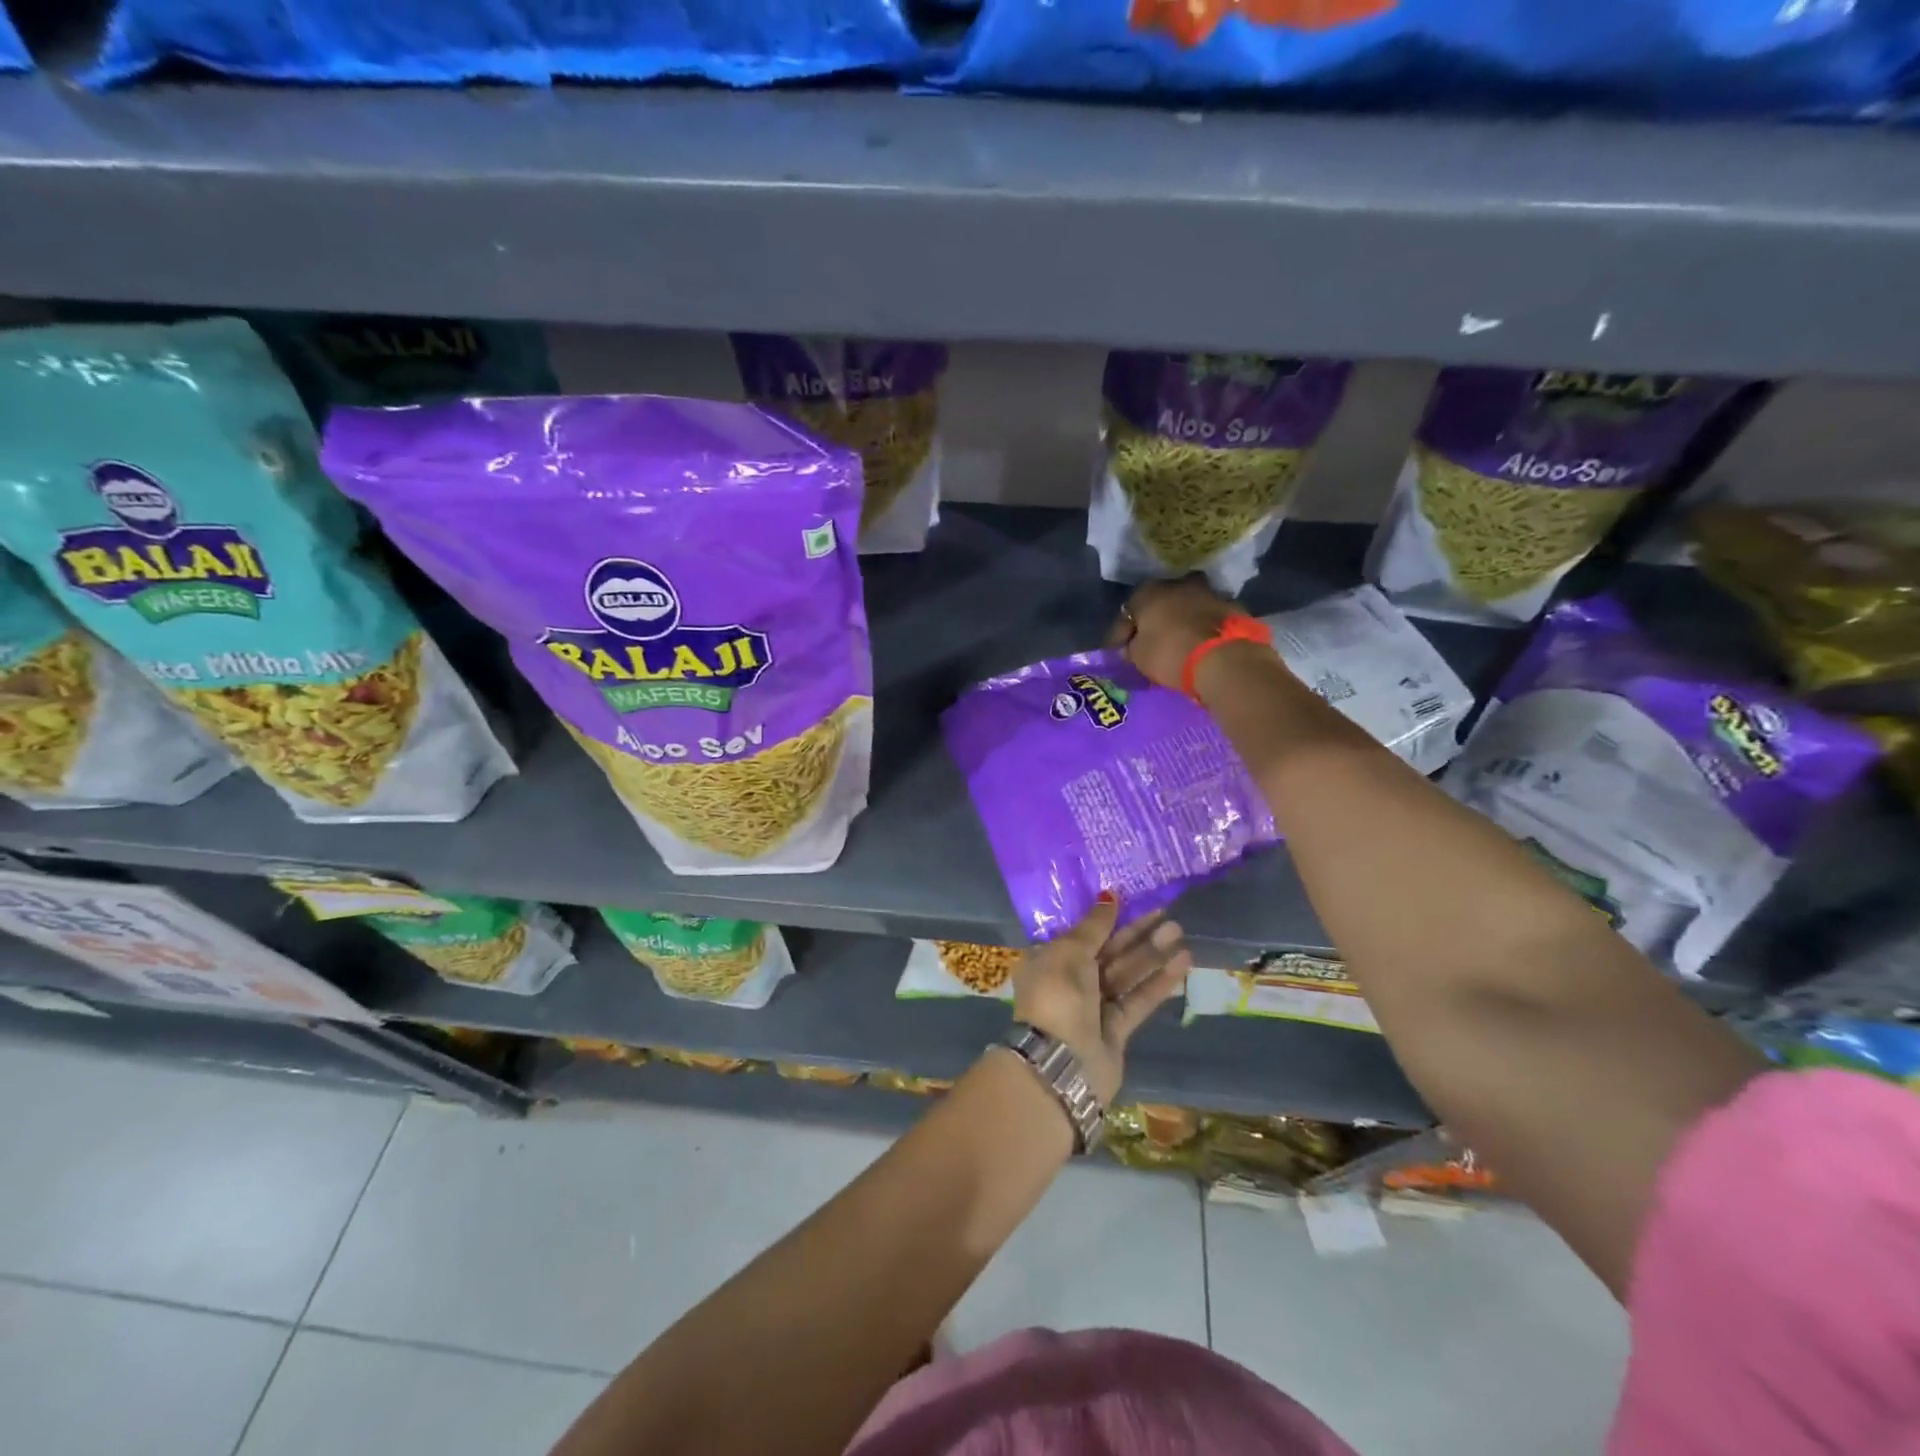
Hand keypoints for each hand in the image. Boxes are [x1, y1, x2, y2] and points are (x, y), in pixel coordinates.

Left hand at [1011, 896, 1193, 1105]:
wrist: (1061, 1062)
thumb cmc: (1058, 995)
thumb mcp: (1070, 951)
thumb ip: (1094, 926)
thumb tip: (1109, 896)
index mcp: (1048, 959)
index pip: (1080, 933)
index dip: (1105, 917)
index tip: (1132, 901)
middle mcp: (1068, 980)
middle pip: (1107, 951)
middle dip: (1135, 933)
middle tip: (1166, 913)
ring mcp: (1093, 1006)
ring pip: (1126, 974)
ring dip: (1151, 954)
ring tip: (1179, 932)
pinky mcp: (1115, 1029)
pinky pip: (1137, 999)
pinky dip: (1158, 982)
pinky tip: (1182, 963)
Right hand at [1108, 577, 1242, 691]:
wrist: (1224, 659)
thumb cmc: (1170, 653)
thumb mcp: (1138, 657)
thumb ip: (1131, 648)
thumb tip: (1130, 646)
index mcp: (1148, 591)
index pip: (1127, 611)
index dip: (1121, 633)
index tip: (1120, 651)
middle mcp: (1178, 583)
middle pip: (1160, 603)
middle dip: (1153, 621)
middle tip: (1149, 643)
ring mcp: (1208, 592)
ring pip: (1186, 607)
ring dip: (1180, 621)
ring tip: (1177, 643)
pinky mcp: (1232, 607)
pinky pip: (1208, 618)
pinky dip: (1202, 629)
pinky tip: (1199, 644)